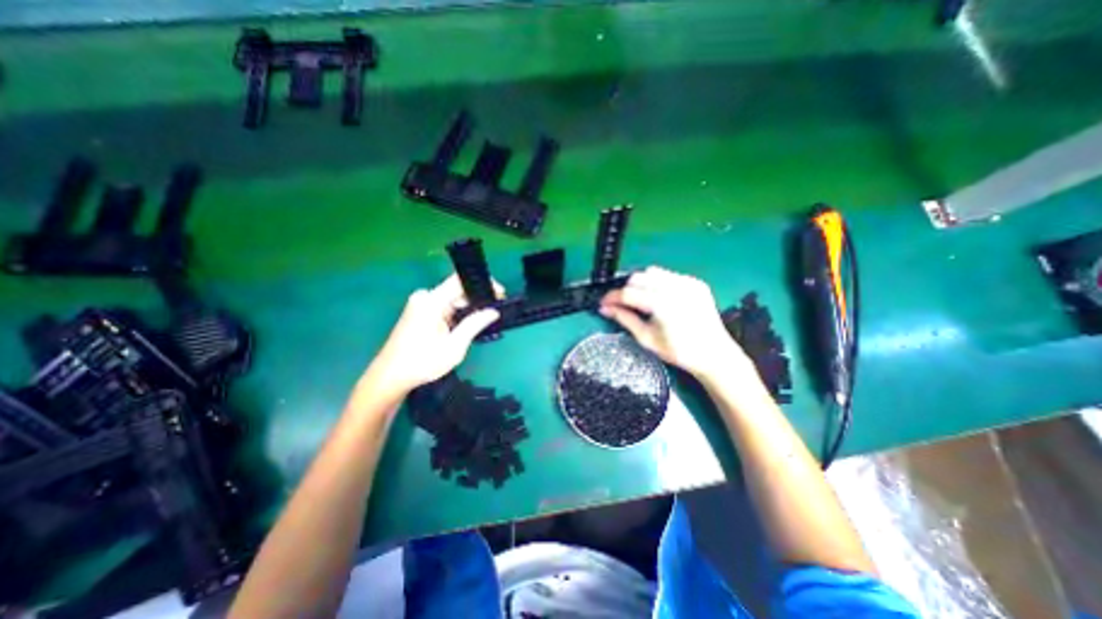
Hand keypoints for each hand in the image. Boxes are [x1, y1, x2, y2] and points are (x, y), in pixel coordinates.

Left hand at [368, 276, 501, 395]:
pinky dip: (456, 314)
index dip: (482, 284)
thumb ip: (474, 324)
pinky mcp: (419, 312)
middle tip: (495, 312)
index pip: (460, 281)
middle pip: (457, 290)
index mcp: (431, 301)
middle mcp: (424, 297)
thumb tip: (493, 311)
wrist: (390, 377)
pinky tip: (466, 326)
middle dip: (476, 300)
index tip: (500, 294)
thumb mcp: (454, 346)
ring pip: (451, 300)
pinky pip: (444, 307)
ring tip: (484, 322)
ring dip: (467, 309)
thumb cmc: (422, 362)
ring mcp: (420, 304)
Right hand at [599, 265, 752, 380]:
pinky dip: (658, 283)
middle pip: (639, 277)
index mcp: (662, 304)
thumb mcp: (647, 339)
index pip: (628, 293)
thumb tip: (605, 309)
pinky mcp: (695, 282)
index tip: (603, 303)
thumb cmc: (679, 351)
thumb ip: (625, 319)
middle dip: (626, 289)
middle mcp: (675, 287)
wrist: (714, 354)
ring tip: (639, 299)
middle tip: (621, 304)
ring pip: (653, 272)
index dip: (612, 297)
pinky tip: (658, 297)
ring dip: (641, 283)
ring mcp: (687, 282)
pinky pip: (668, 275)